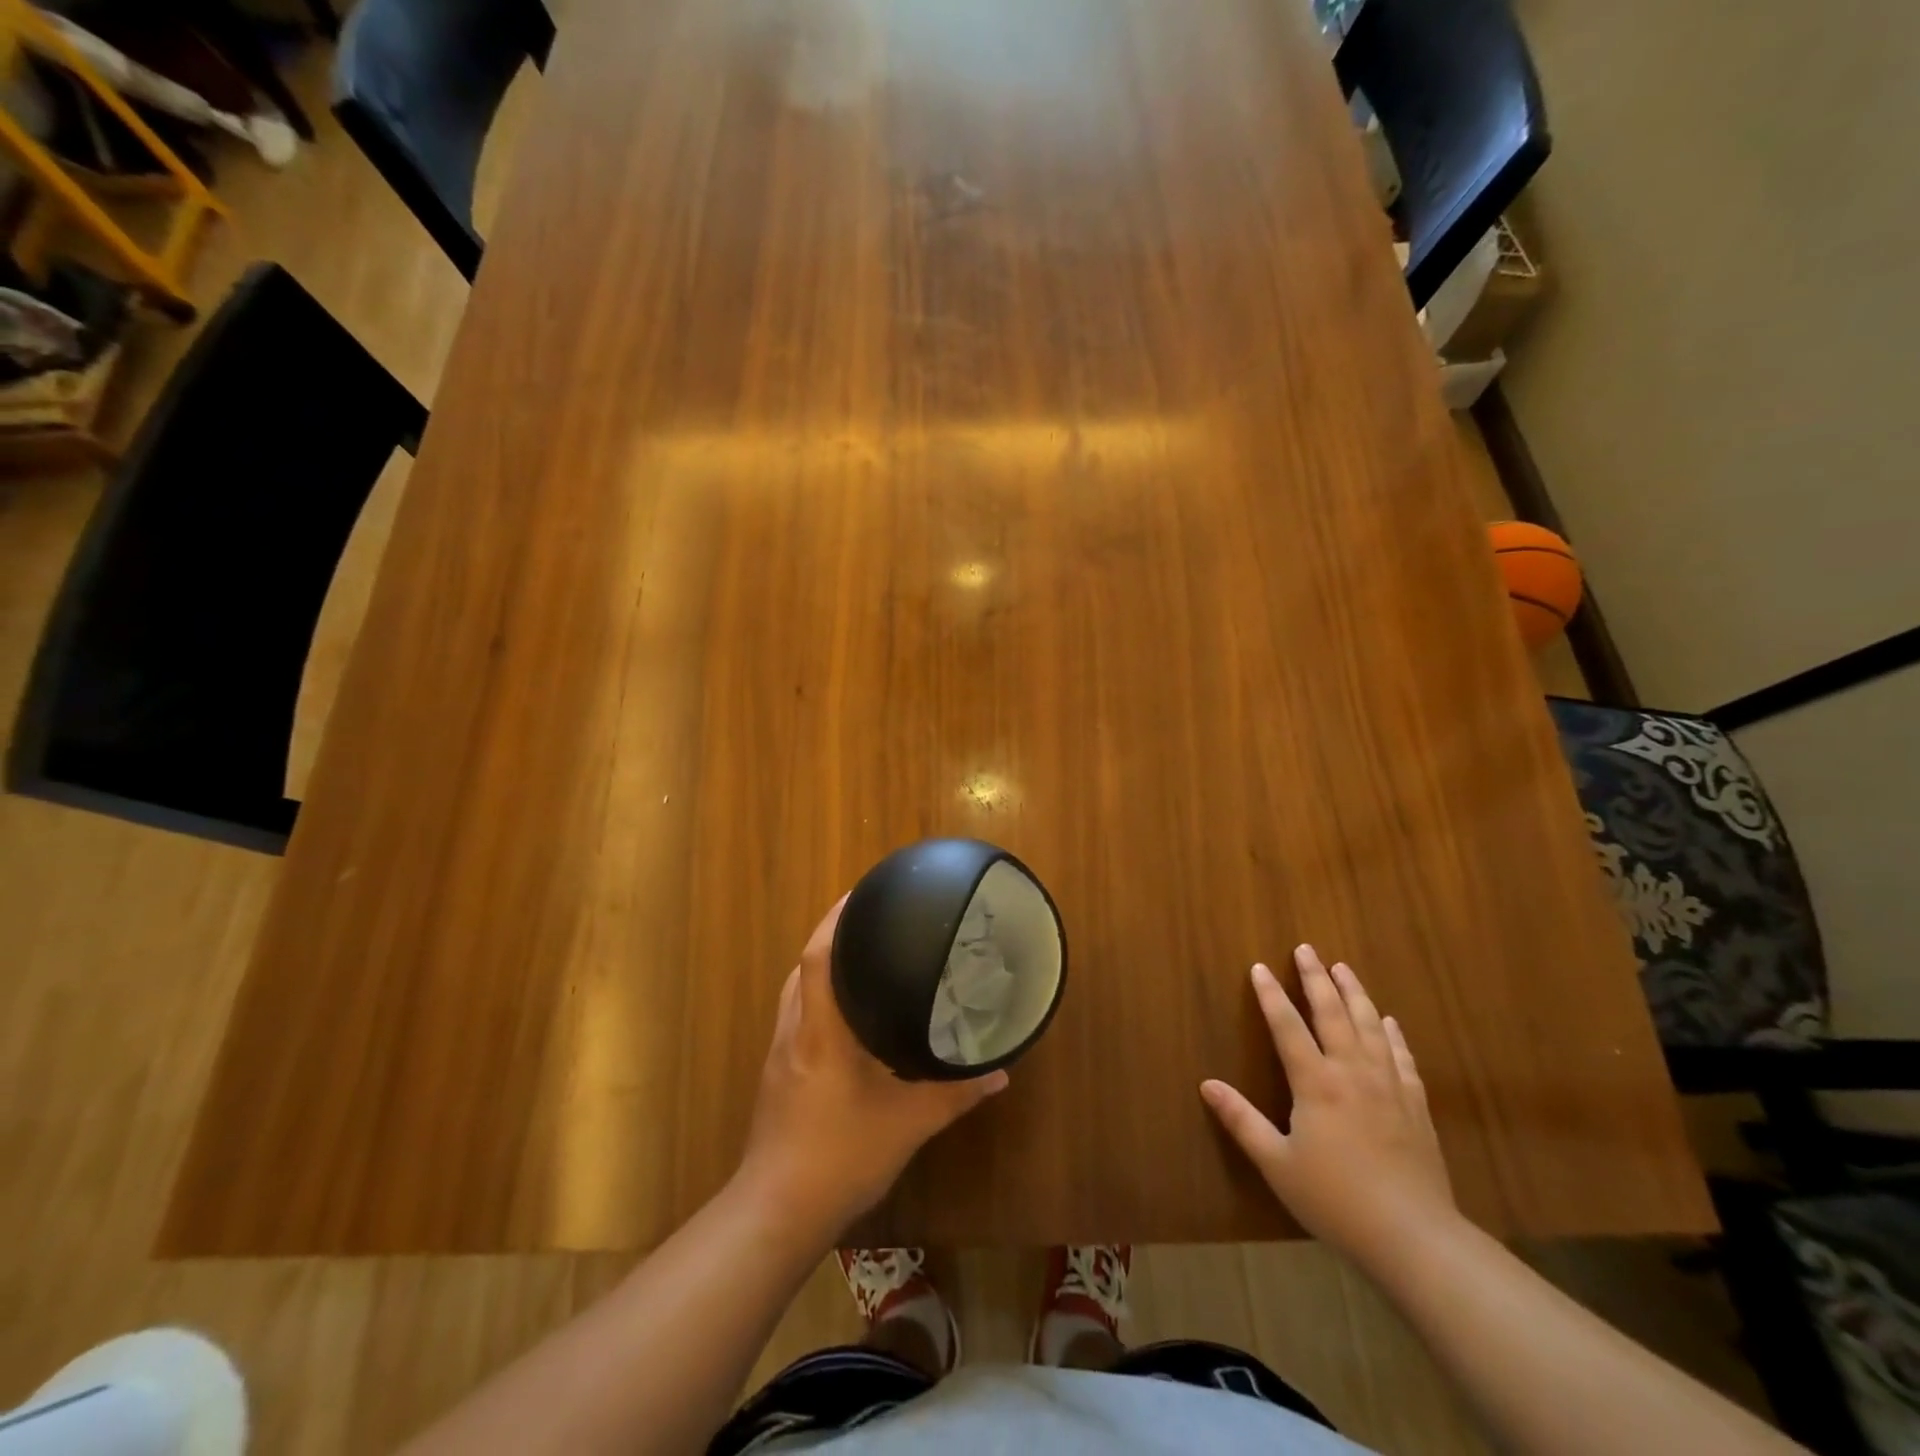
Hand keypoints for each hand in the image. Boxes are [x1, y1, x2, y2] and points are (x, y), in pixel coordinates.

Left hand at [740, 895, 1009, 1236]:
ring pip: (797, 990)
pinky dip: (817, 996)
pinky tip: (844, 1014)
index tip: (861, 893)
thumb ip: (956, 1094)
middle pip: (804, 964)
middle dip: (832, 934)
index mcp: (821, 1029)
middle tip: (871, 920)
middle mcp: (795, 1030)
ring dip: (821, 965)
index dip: (836, 918)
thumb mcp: (909, 1124)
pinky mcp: (776, 1072)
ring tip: (860, 957)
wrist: (776, 1213)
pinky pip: (796, 1015)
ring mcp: (780, 1052)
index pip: (818, 955)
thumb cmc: (840, 1156)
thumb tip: (1001, 1073)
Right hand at [1201, 946, 1456, 1269]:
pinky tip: (1389, 1021)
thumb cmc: (1336, 1199)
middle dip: (1316, 978)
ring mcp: (1388, 1086)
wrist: (1414, 1237)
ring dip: (1355, 993)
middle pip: (1332, 1013)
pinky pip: (1402, 1057)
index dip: (1271, 995)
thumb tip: (1206, 1085)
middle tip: (1307, 949)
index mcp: (1316, 1083)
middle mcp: (1352, 1072)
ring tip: (1344, 968)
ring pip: (1370, 1026)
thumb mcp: (1277, 1163)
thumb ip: (1241, 1121)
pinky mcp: (1415, 1106)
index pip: (1287, 1026)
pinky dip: (1393, 1034)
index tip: (1260, 967)